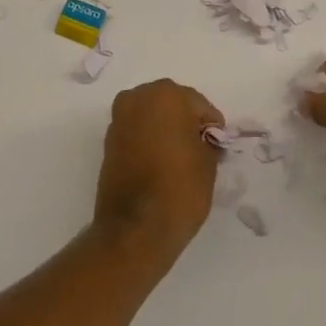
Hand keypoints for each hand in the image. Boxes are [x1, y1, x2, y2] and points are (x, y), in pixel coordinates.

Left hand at [94, 80, 221, 257]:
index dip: (211, 125)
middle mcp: (138, 98)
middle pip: (171, 103)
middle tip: (199, 148)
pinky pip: (136, 131)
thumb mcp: (208, 163)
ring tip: (179, 157)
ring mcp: (119, 119)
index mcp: (167, 95)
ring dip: (164, 128)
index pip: (199, 105)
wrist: (135, 229)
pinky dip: (148, 140)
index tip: (217, 146)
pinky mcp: (108, 141)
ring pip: (151, 115)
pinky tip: (159, 163)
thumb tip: (203, 140)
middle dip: (185, 121)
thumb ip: (207, 141)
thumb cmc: (179, 189)